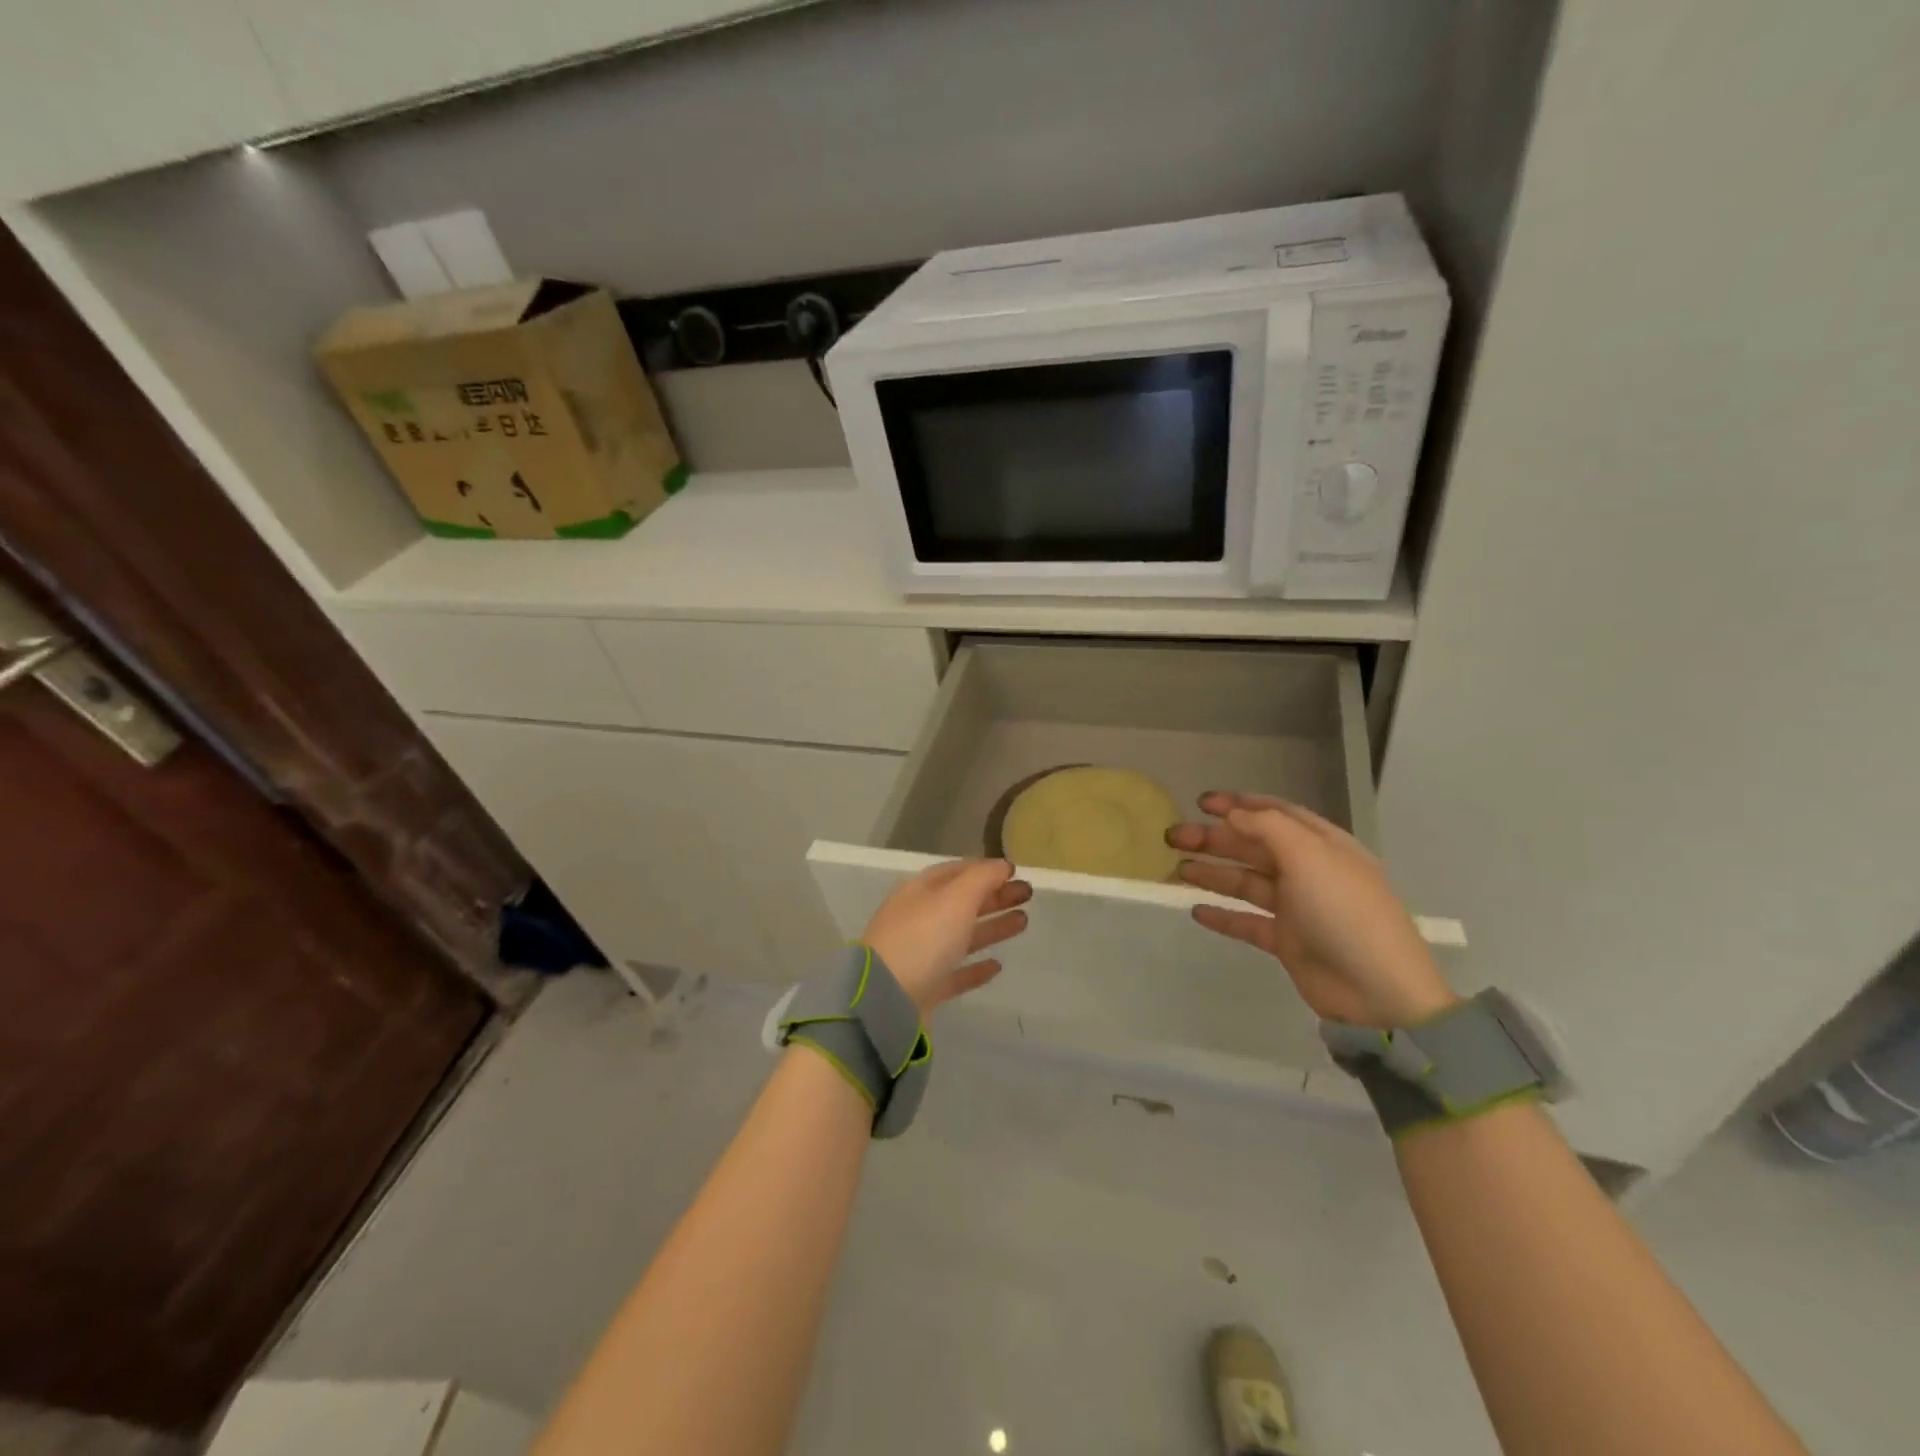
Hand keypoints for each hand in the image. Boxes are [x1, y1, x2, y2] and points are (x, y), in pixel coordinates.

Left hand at [862, 859, 1031, 1016]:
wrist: (886, 999)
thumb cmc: (923, 938)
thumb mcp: (955, 899)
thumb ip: (982, 878)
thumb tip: (1002, 865)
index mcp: (920, 891)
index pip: (955, 872)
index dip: (985, 869)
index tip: (1014, 871)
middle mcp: (918, 919)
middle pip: (962, 902)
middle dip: (994, 895)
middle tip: (1028, 894)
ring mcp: (920, 955)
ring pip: (962, 935)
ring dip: (992, 927)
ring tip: (1023, 922)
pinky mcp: (925, 988)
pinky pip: (955, 972)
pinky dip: (976, 967)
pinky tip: (997, 966)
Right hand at [1168, 792, 1456, 1028]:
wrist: (1377, 992)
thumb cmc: (1344, 911)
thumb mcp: (1309, 856)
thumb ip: (1268, 827)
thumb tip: (1234, 814)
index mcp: (1321, 845)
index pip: (1275, 814)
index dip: (1238, 805)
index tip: (1200, 802)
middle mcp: (1308, 871)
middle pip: (1253, 846)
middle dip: (1214, 839)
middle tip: (1173, 837)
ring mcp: (1297, 908)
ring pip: (1246, 882)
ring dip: (1212, 873)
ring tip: (1176, 870)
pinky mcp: (1287, 941)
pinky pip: (1247, 922)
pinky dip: (1222, 915)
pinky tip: (1195, 910)